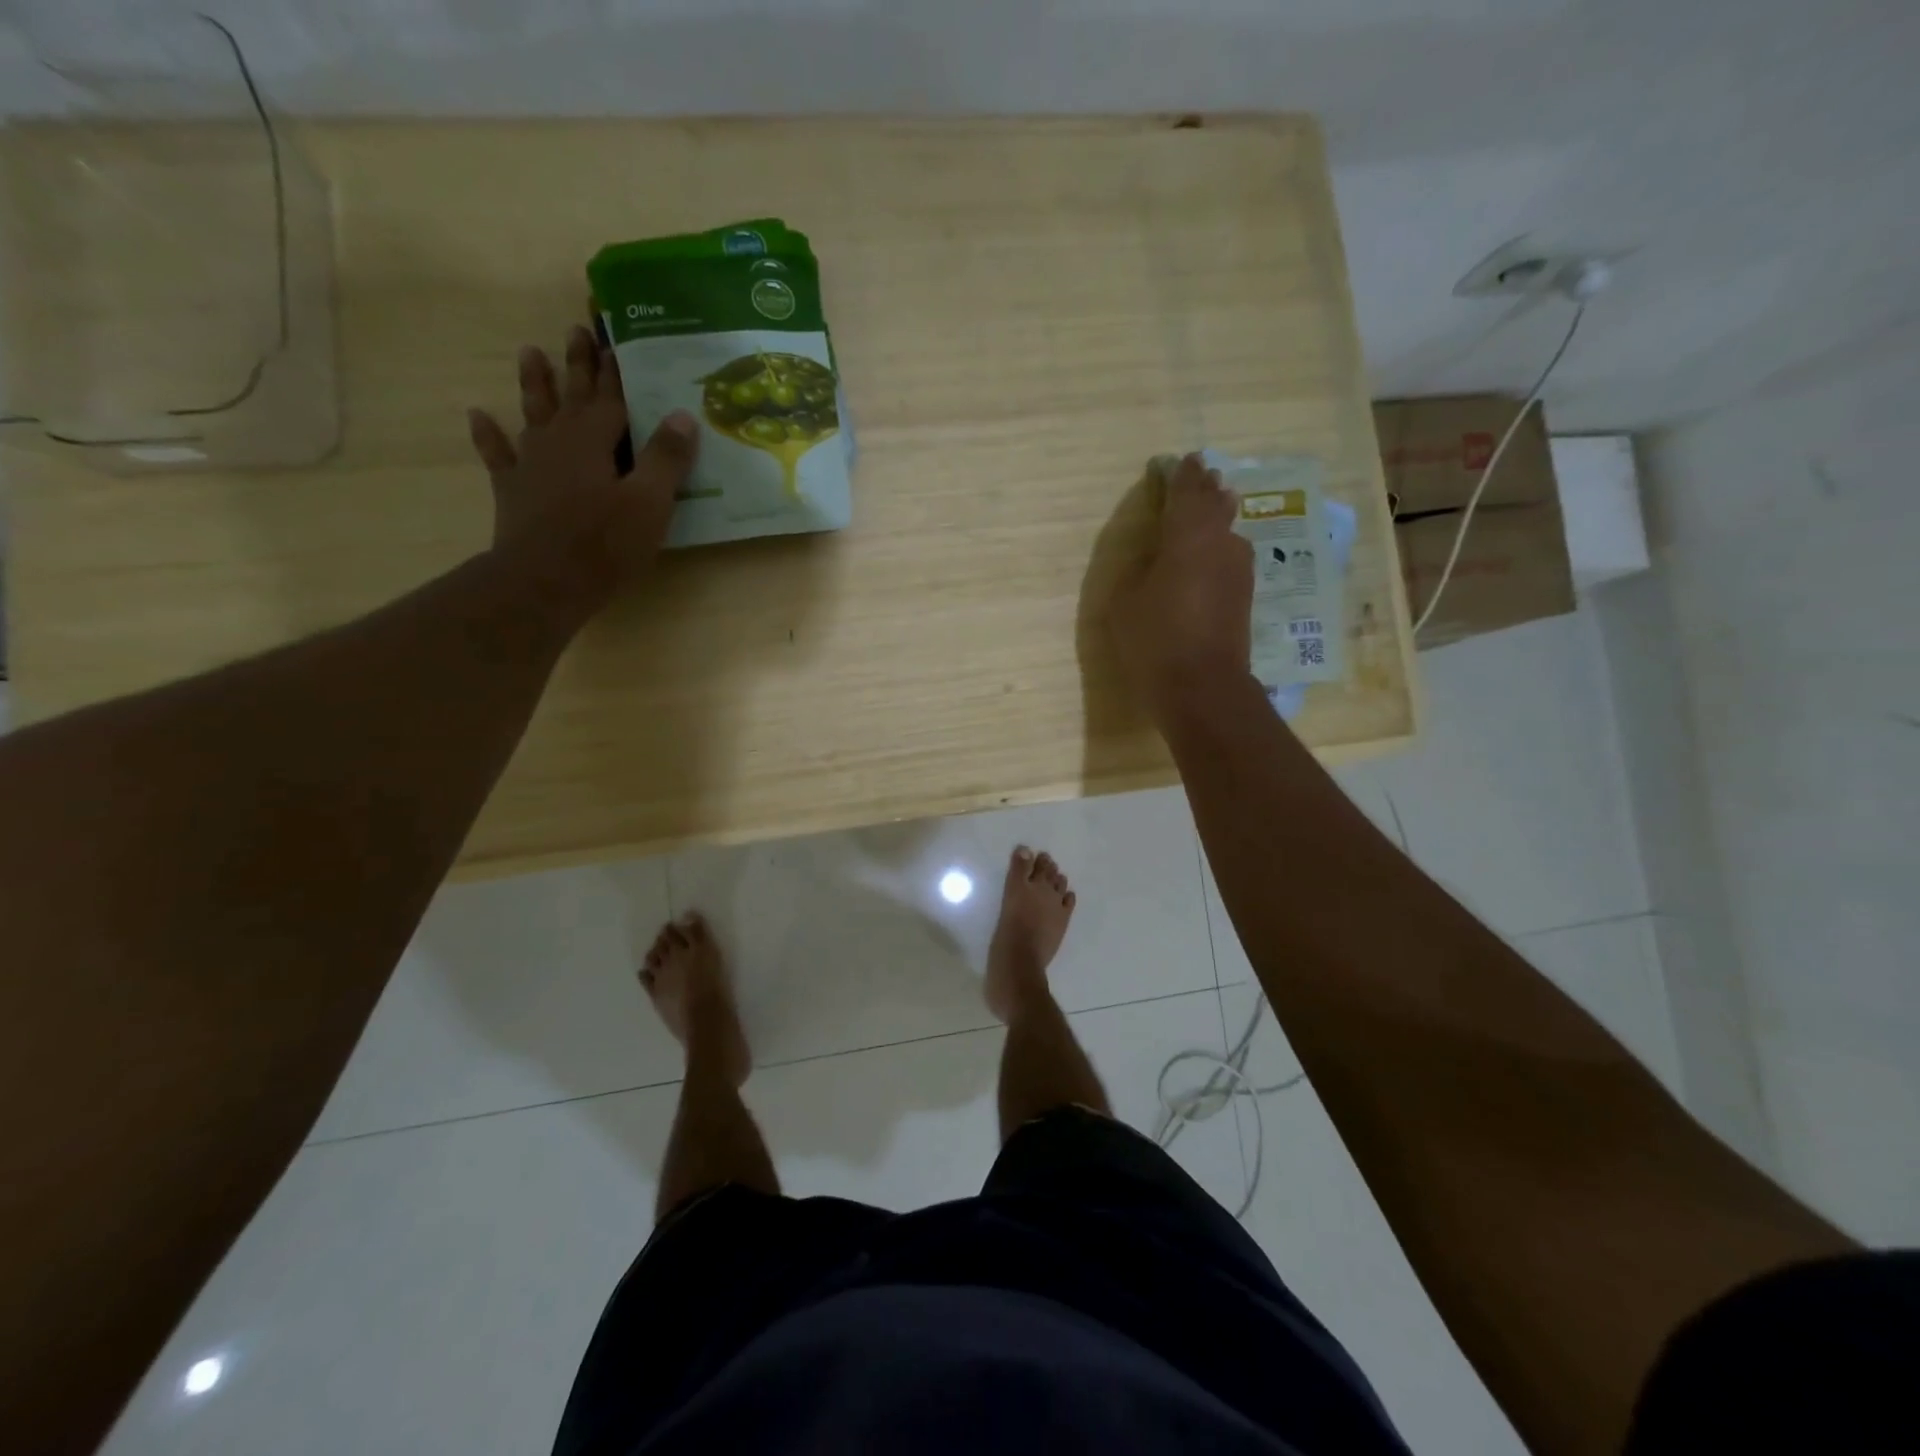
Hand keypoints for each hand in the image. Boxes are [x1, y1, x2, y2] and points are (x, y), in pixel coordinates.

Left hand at [467, 324, 699, 607]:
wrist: (545, 580)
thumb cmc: (605, 543)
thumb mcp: (650, 502)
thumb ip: (666, 458)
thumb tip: (682, 414)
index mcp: (595, 440)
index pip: (612, 396)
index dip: (618, 370)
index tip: (618, 339)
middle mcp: (560, 441)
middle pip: (571, 394)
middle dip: (578, 363)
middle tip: (576, 328)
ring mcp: (532, 464)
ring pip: (533, 413)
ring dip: (534, 384)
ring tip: (530, 353)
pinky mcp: (513, 490)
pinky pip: (498, 454)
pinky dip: (488, 435)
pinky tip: (478, 415)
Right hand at [1108, 453, 1253, 718]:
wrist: (1202, 686)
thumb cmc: (1155, 639)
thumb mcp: (1125, 601)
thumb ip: (1139, 569)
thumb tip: (1156, 558)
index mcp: (1187, 536)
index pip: (1187, 493)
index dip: (1183, 476)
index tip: (1182, 460)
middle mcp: (1220, 544)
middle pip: (1216, 505)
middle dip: (1206, 489)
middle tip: (1202, 475)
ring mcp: (1238, 570)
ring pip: (1228, 531)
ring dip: (1217, 517)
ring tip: (1211, 506)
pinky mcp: (1244, 596)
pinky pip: (1229, 556)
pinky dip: (1219, 546)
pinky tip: (1213, 551)